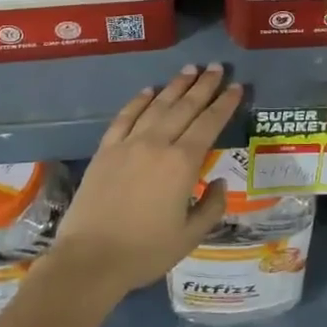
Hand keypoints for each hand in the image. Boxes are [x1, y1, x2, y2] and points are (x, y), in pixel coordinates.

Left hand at [45, 65, 242, 301]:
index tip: (236, 87)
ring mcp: (128, 144)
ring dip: (175, 86)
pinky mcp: (106, 150)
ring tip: (190, 69)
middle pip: (185, 107)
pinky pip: (125, 117)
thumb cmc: (145, 252)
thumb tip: (219, 182)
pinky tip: (149, 91)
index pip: (209, 124)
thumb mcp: (190, 237)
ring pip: (156, 106)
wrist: (89, 259)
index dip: (225, 104)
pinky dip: (139, 101)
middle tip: (217, 67)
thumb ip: (212, 207)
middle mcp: (157, 144)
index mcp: (182, 164)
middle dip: (204, 85)